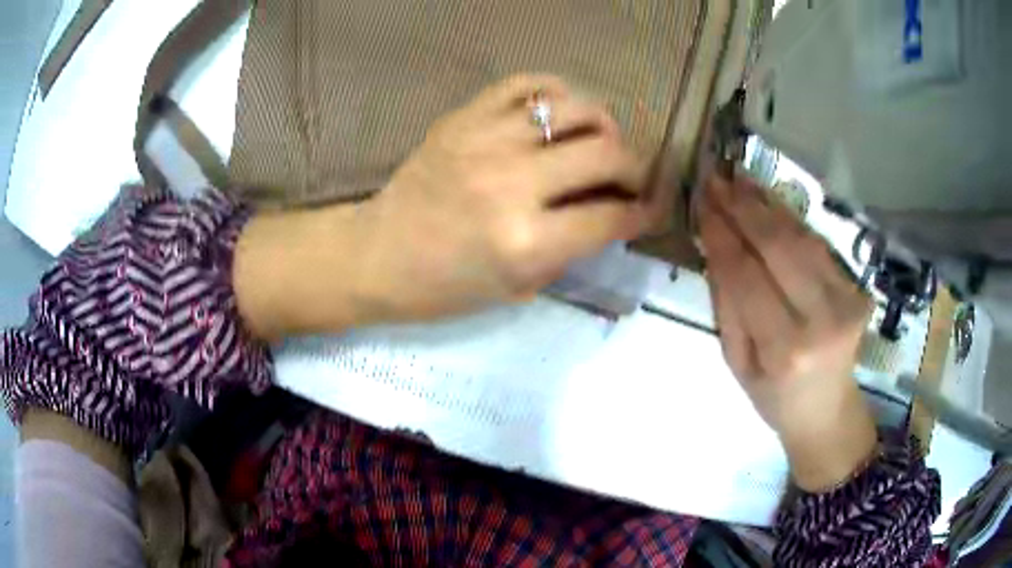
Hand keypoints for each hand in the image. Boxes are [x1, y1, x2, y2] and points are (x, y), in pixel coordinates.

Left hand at [235, 75, 655, 337]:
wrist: (379, 255)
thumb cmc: (445, 287)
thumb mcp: (519, 287)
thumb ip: (573, 247)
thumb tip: (614, 212)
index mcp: (525, 242)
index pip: (612, 215)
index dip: (644, 213)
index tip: (650, 210)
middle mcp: (512, 182)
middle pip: (608, 152)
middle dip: (636, 168)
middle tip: (631, 179)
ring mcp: (486, 139)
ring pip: (577, 108)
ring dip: (605, 125)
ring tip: (600, 142)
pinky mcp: (464, 116)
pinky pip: (528, 83)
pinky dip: (558, 94)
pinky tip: (561, 113)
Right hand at [699, 174, 876, 491]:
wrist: (827, 411)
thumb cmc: (774, 397)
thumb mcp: (737, 363)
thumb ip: (727, 305)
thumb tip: (714, 246)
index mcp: (784, 349)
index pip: (746, 276)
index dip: (722, 234)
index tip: (701, 203)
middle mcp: (822, 320)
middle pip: (779, 247)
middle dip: (743, 208)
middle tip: (716, 179)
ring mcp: (846, 301)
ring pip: (802, 238)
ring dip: (768, 204)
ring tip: (739, 180)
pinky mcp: (857, 289)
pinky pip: (819, 245)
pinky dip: (792, 220)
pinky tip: (770, 202)